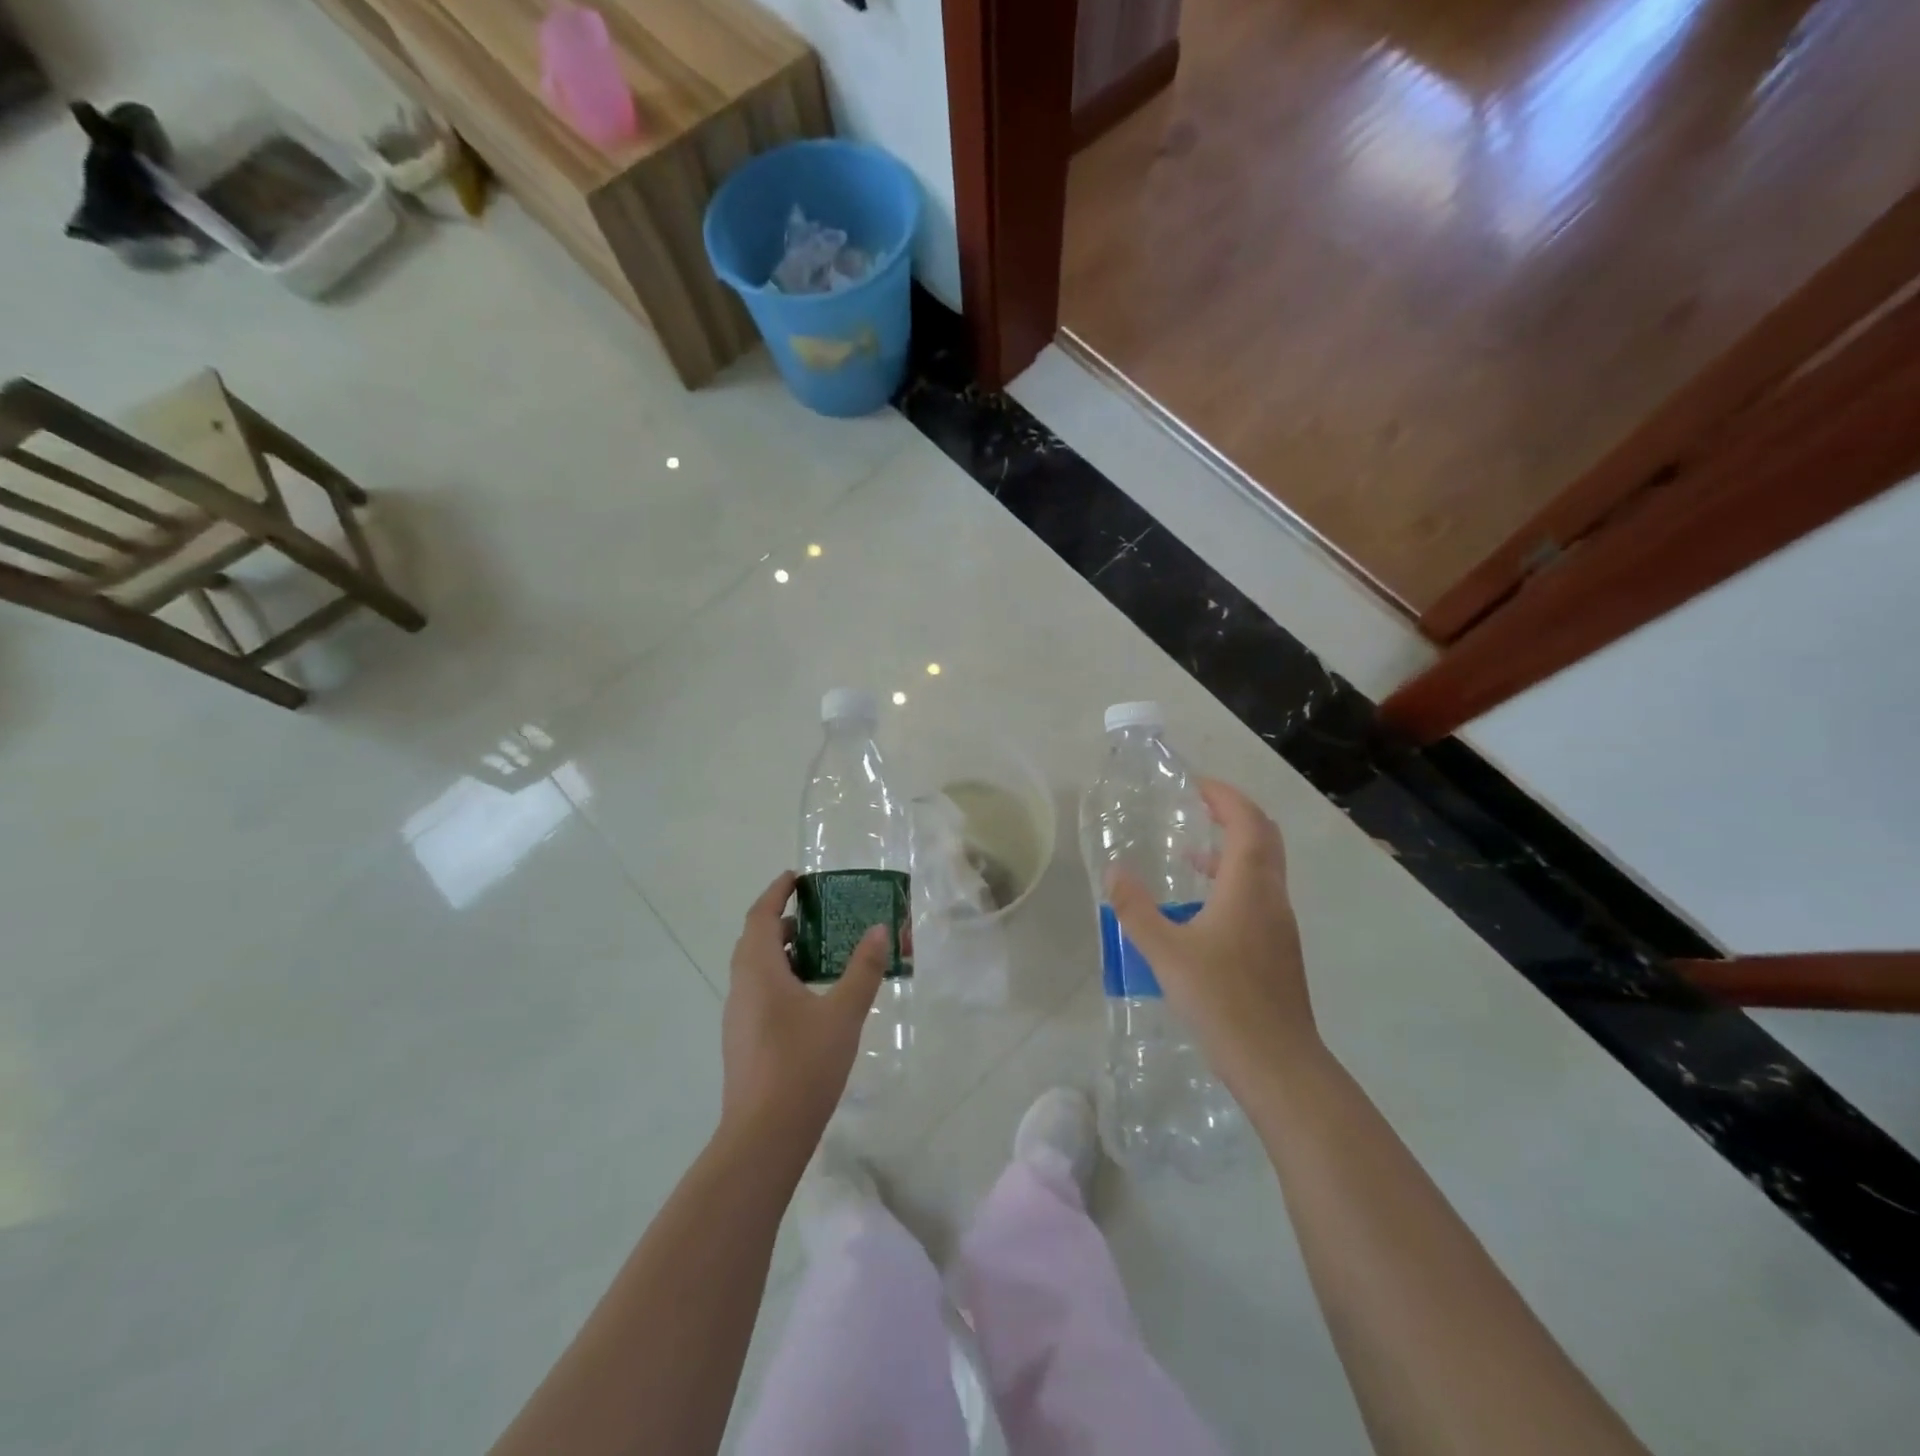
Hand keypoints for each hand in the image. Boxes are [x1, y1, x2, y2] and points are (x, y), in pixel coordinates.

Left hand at [721, 871, 887, 1144]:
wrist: (764, 1137)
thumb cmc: (803, 1065)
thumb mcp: (843, 1013)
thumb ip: (863, 969)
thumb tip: (880, 929)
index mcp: (759, 971)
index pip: (760, 916)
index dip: (776, 892)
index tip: (796, 878)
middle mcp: (742, 988)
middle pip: (755, 941)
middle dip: (782, 921)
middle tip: (817, 915)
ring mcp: (739, 1017)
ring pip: (757, 970)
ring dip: (783, 953)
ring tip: (820, 953)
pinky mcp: (744, 1041)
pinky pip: (760, 993)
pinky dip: (781, 979)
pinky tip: (811, 999)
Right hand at [1107, 779, 1316, 1093]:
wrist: (1278, 1064)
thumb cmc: (1221, 1000)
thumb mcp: (1165, 952)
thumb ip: (1135, 909)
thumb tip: (1114, 870)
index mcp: (1248, 887)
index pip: (1246, 822)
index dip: (1225, 797)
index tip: (1196, 785)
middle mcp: (1271, 897)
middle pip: (1264, 837)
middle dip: (1234, 814)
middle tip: (1199, 806)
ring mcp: (1280, 925)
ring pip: (1264, 868)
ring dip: (1234, 849)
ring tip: (1192, 854)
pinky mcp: (1279, 949)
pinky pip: (1260, 895)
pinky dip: (1235, 881)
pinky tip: (1202, 910)